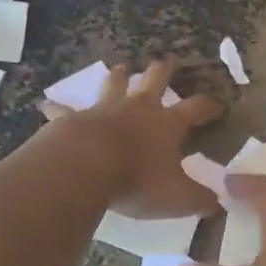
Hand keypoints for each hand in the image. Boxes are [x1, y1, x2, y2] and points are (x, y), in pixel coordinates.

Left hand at [43, 58, 222, 218]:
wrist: (87, 167)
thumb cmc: (138, 180)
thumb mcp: (178, 197)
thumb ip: (200, 200)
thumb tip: (219, 204)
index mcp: (167, 124)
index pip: (195, 108)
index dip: (208, 106)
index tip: (216, 105)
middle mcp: (138, 108)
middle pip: (155, 79)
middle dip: (164, 70)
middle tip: (168, 61)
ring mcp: (104, 109)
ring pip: (115, 83)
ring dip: (119, 75)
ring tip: (121, 67)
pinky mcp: (74, 118)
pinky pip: (65, 110)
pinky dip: (58, 108)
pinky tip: (47, 105)